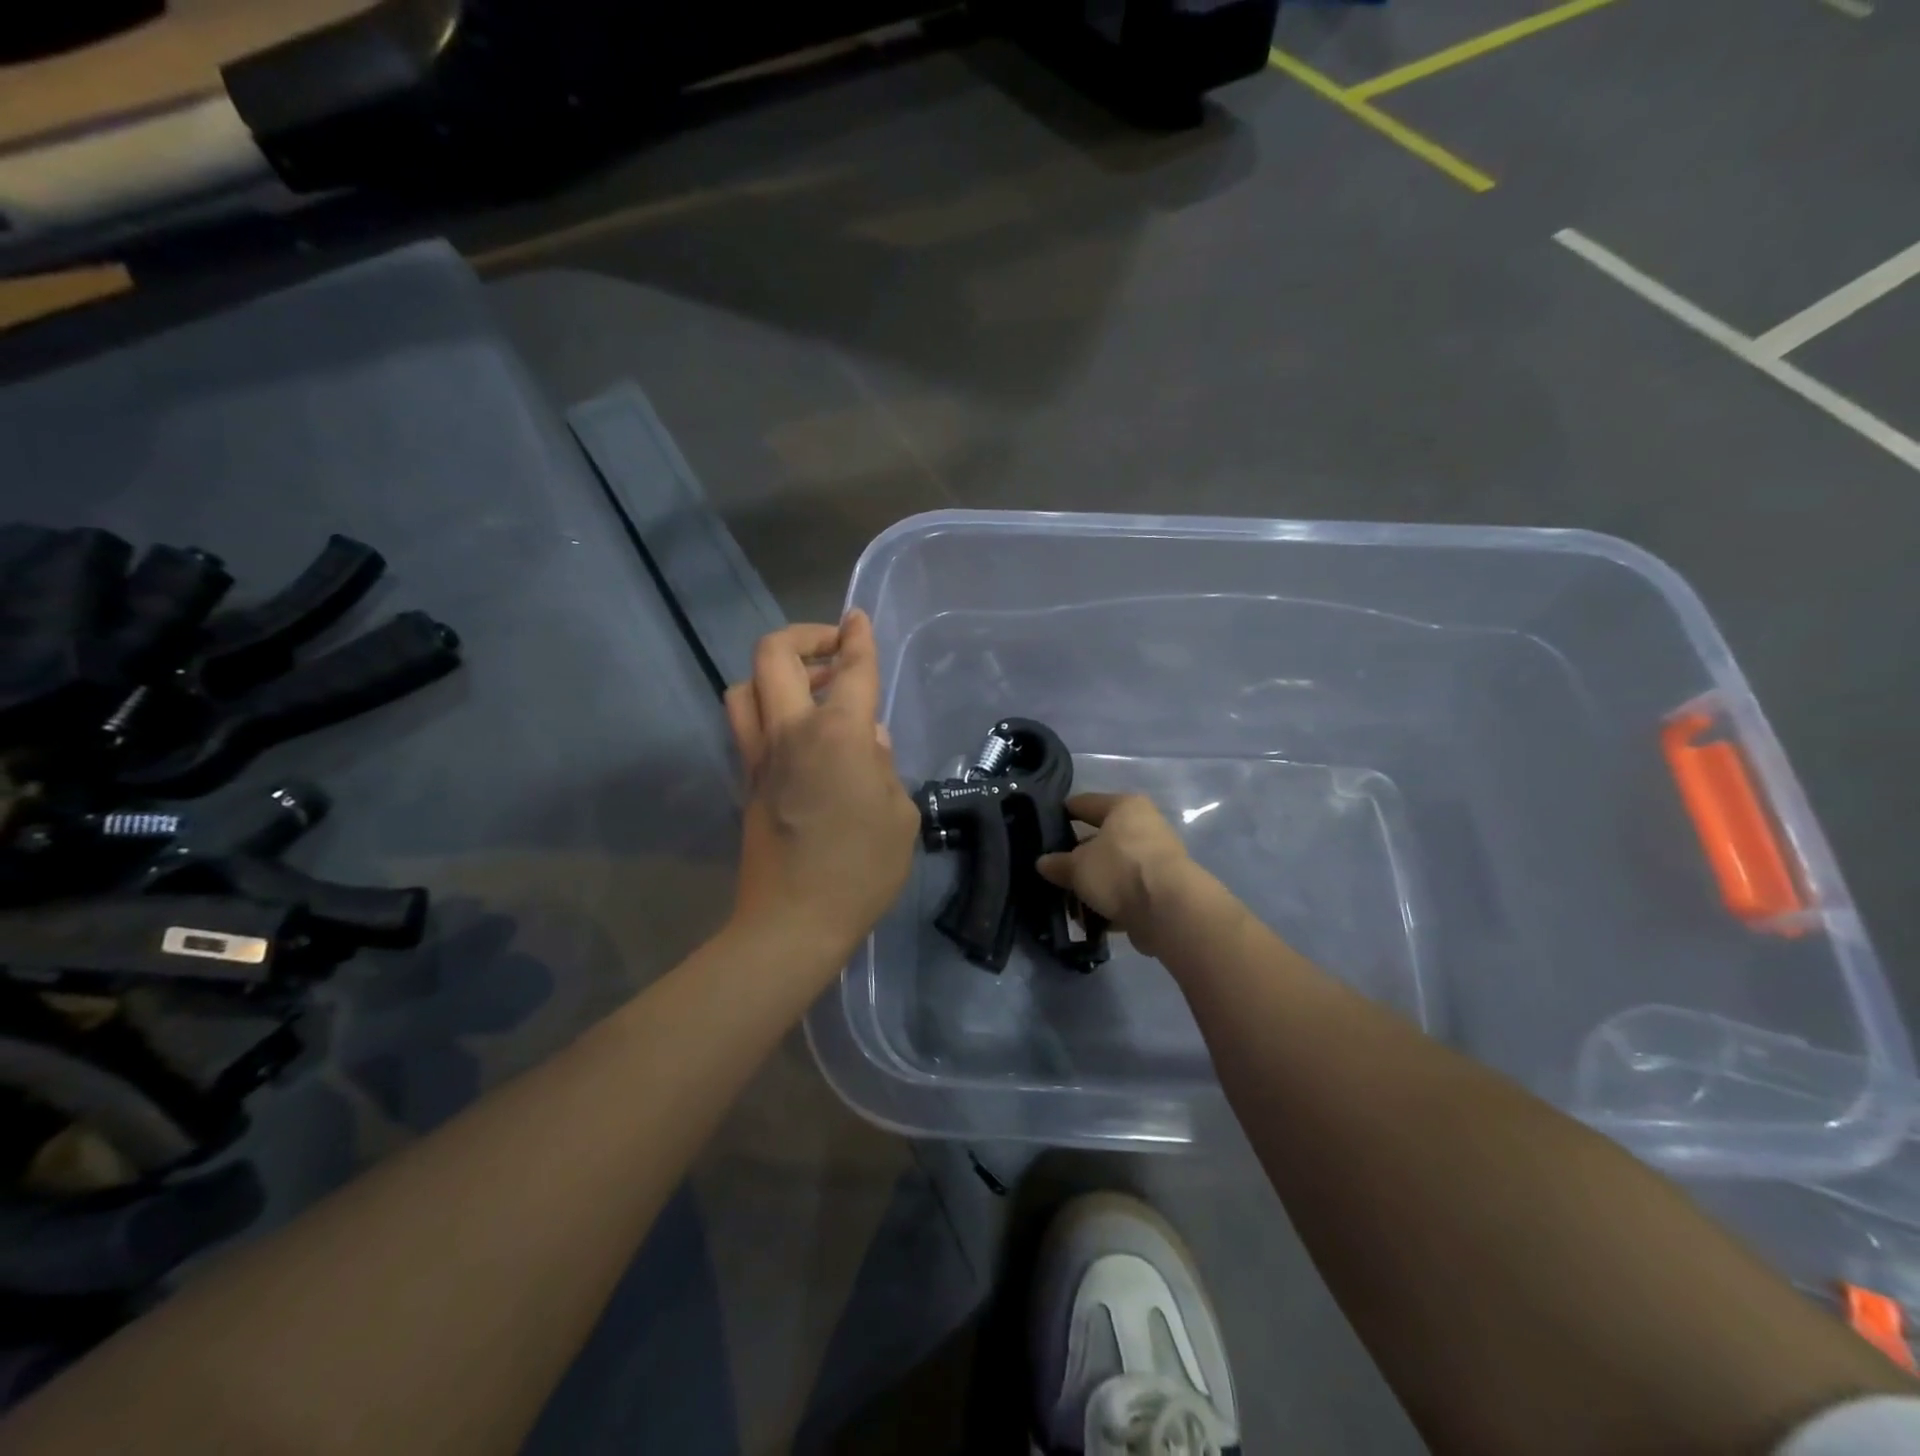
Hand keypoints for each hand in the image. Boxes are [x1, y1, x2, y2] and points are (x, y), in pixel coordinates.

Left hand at [724, 612, 918, 962]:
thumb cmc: (861, 871)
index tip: (857, 618)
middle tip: (832, 648)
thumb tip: (871, 740)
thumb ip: (886, 767)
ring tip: (808, 687)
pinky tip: (797, 732)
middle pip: (774, 655)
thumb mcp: (899, 816)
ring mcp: (760, 755)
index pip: (852, 669)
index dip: (857, 637)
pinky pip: (746, 724)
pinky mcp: (745, 780)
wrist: (792, 922)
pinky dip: (766, 708)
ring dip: (774, 672)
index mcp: (838, 735)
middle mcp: (792, 732)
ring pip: (746, 685)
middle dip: (804, 636)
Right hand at [1035, 793, 1202, 958]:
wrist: (1169, 911)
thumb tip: (1043, 862)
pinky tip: (1089, 917)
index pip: (1085, 803)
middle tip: (1052, 869)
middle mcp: (1144, 826)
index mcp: (1125, 807)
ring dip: (1094, 884)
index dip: (1062, 813)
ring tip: (1067, 899)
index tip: (1042, 825)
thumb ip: (1057, 863)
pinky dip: (1110, 902)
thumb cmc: (1119, 870)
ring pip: (1114, 868)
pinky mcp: (1162, 890)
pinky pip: (1127, 892)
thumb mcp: (1077, 867)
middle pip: (1101, 838)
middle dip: (1077, 856)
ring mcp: (1156, 859)